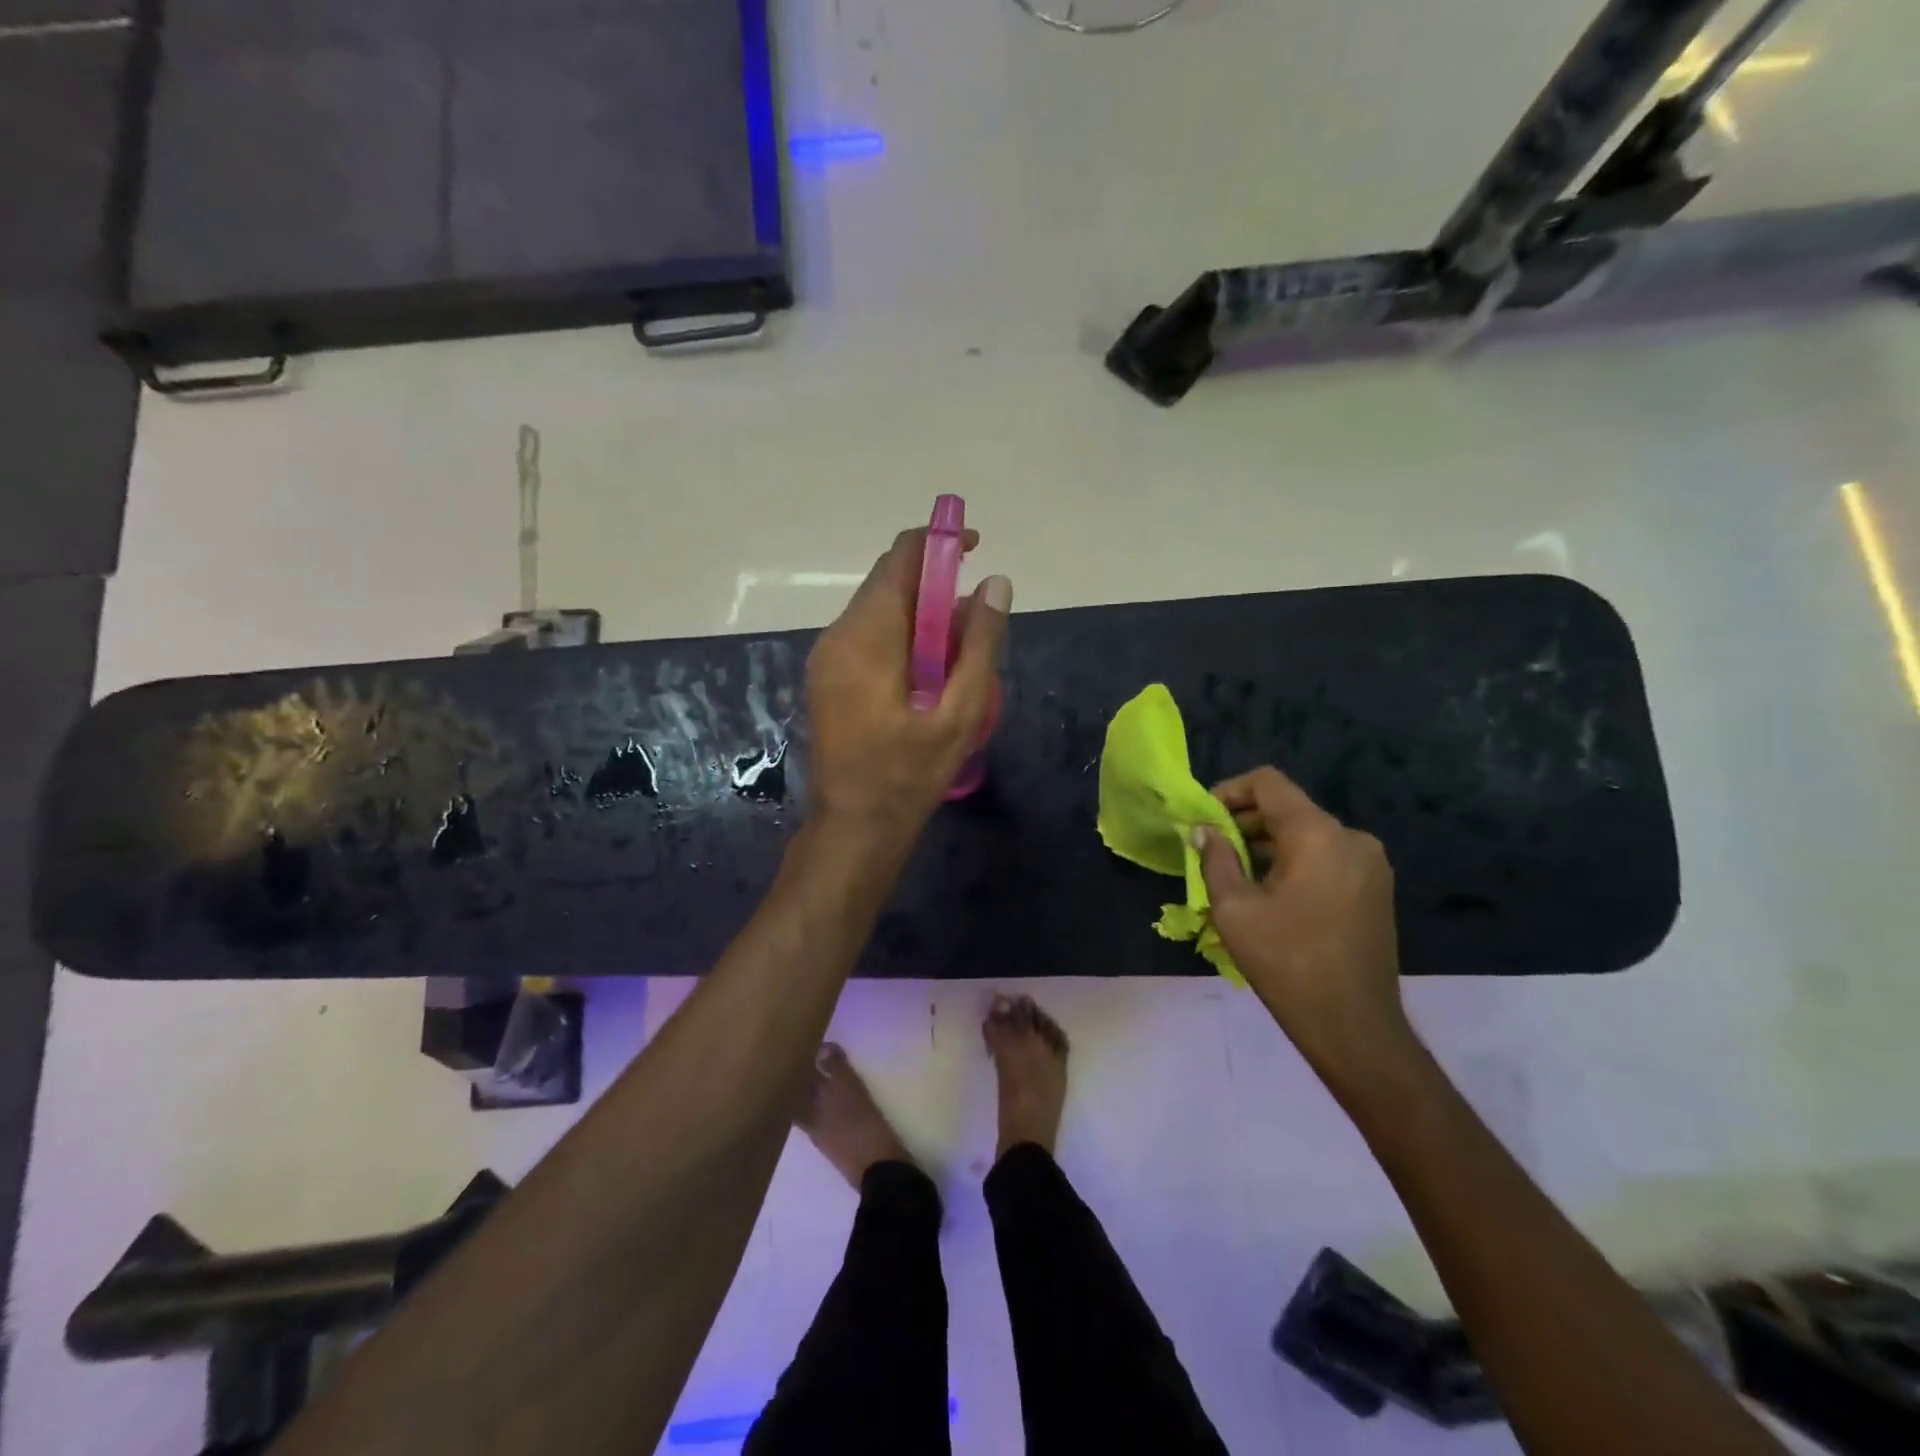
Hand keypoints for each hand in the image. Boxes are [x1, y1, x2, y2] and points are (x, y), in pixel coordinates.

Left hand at [804, 526, 1011, 847]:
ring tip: (959, 653)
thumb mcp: (959, 712)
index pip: (900, 560)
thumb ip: (980, 644)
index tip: (976, 546)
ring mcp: (826, 657)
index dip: (939, 542)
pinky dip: (902, 636)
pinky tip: (928, 673)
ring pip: (878, 610)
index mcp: (867, 638)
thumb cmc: (909, 774)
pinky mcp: (827, 676)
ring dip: (920, 615)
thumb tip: (996, 583)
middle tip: (976, 619)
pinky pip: (867, 636)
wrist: (854, 826)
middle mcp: (838, 636)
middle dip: (935, 586)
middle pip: (888, 583)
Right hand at [1196, 767, 1416, 1086]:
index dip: (1229, 791)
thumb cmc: (1287, 962)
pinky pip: (1326, 858)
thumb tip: (1204, 830)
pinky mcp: (1375, 890)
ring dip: (1267, 845)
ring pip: (1307, 835)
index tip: (1203, 819)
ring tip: (1233, 874)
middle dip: (1244, 822)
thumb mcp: (1234, 908)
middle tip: (1209, 849)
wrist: (1354, 1027)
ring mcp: (1369, 865)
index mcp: (1318, 834)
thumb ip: (1216, 859)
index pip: (1268, 783)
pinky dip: (1293, 862)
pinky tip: (1268, 893)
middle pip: (1288, 808)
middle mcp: (1351, 838)